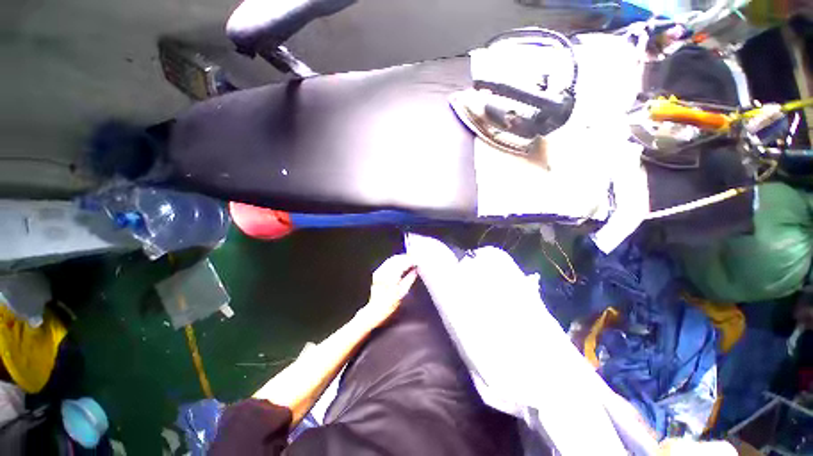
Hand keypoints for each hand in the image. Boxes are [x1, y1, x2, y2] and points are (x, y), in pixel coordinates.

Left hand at [359, 254, 417, 325]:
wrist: (376, 309)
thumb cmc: (390, 304)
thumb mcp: (403, 292)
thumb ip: (410, 279)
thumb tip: (415, 270)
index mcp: (391, 277)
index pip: (402, 263)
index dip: (410, 261)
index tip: (416, 261)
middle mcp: (384, 272)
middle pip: (397, 259)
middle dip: (406, 258)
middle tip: (413, 260)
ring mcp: (379, 271)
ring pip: (392, 259)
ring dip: (400, 258)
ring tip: (408, 261)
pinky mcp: (377, 272)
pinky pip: (387, 263)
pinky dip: (394, 261)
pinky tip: (399, 263)